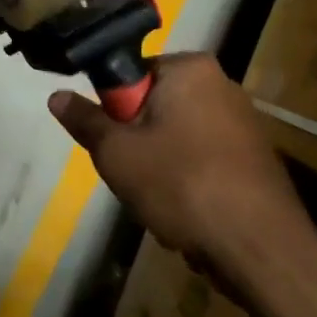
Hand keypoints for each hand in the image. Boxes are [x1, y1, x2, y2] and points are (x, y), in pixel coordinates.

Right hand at [48, 54, 316, 289]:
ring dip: (161, 163)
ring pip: (177, 136)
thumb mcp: (116, 153)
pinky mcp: (256, 157)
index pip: (132, 74)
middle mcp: (222, 84)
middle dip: (138, 139)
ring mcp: (244, 122)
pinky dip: (190, 180)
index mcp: (190, 69)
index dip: (114, 109)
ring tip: (161, 199)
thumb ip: (85, 121)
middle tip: (132, 173)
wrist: (259, 247)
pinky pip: (204, 159)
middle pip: (155, 105)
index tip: (113, 143)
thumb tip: (57, 95)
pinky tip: (189, 211)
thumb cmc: (180, 184)